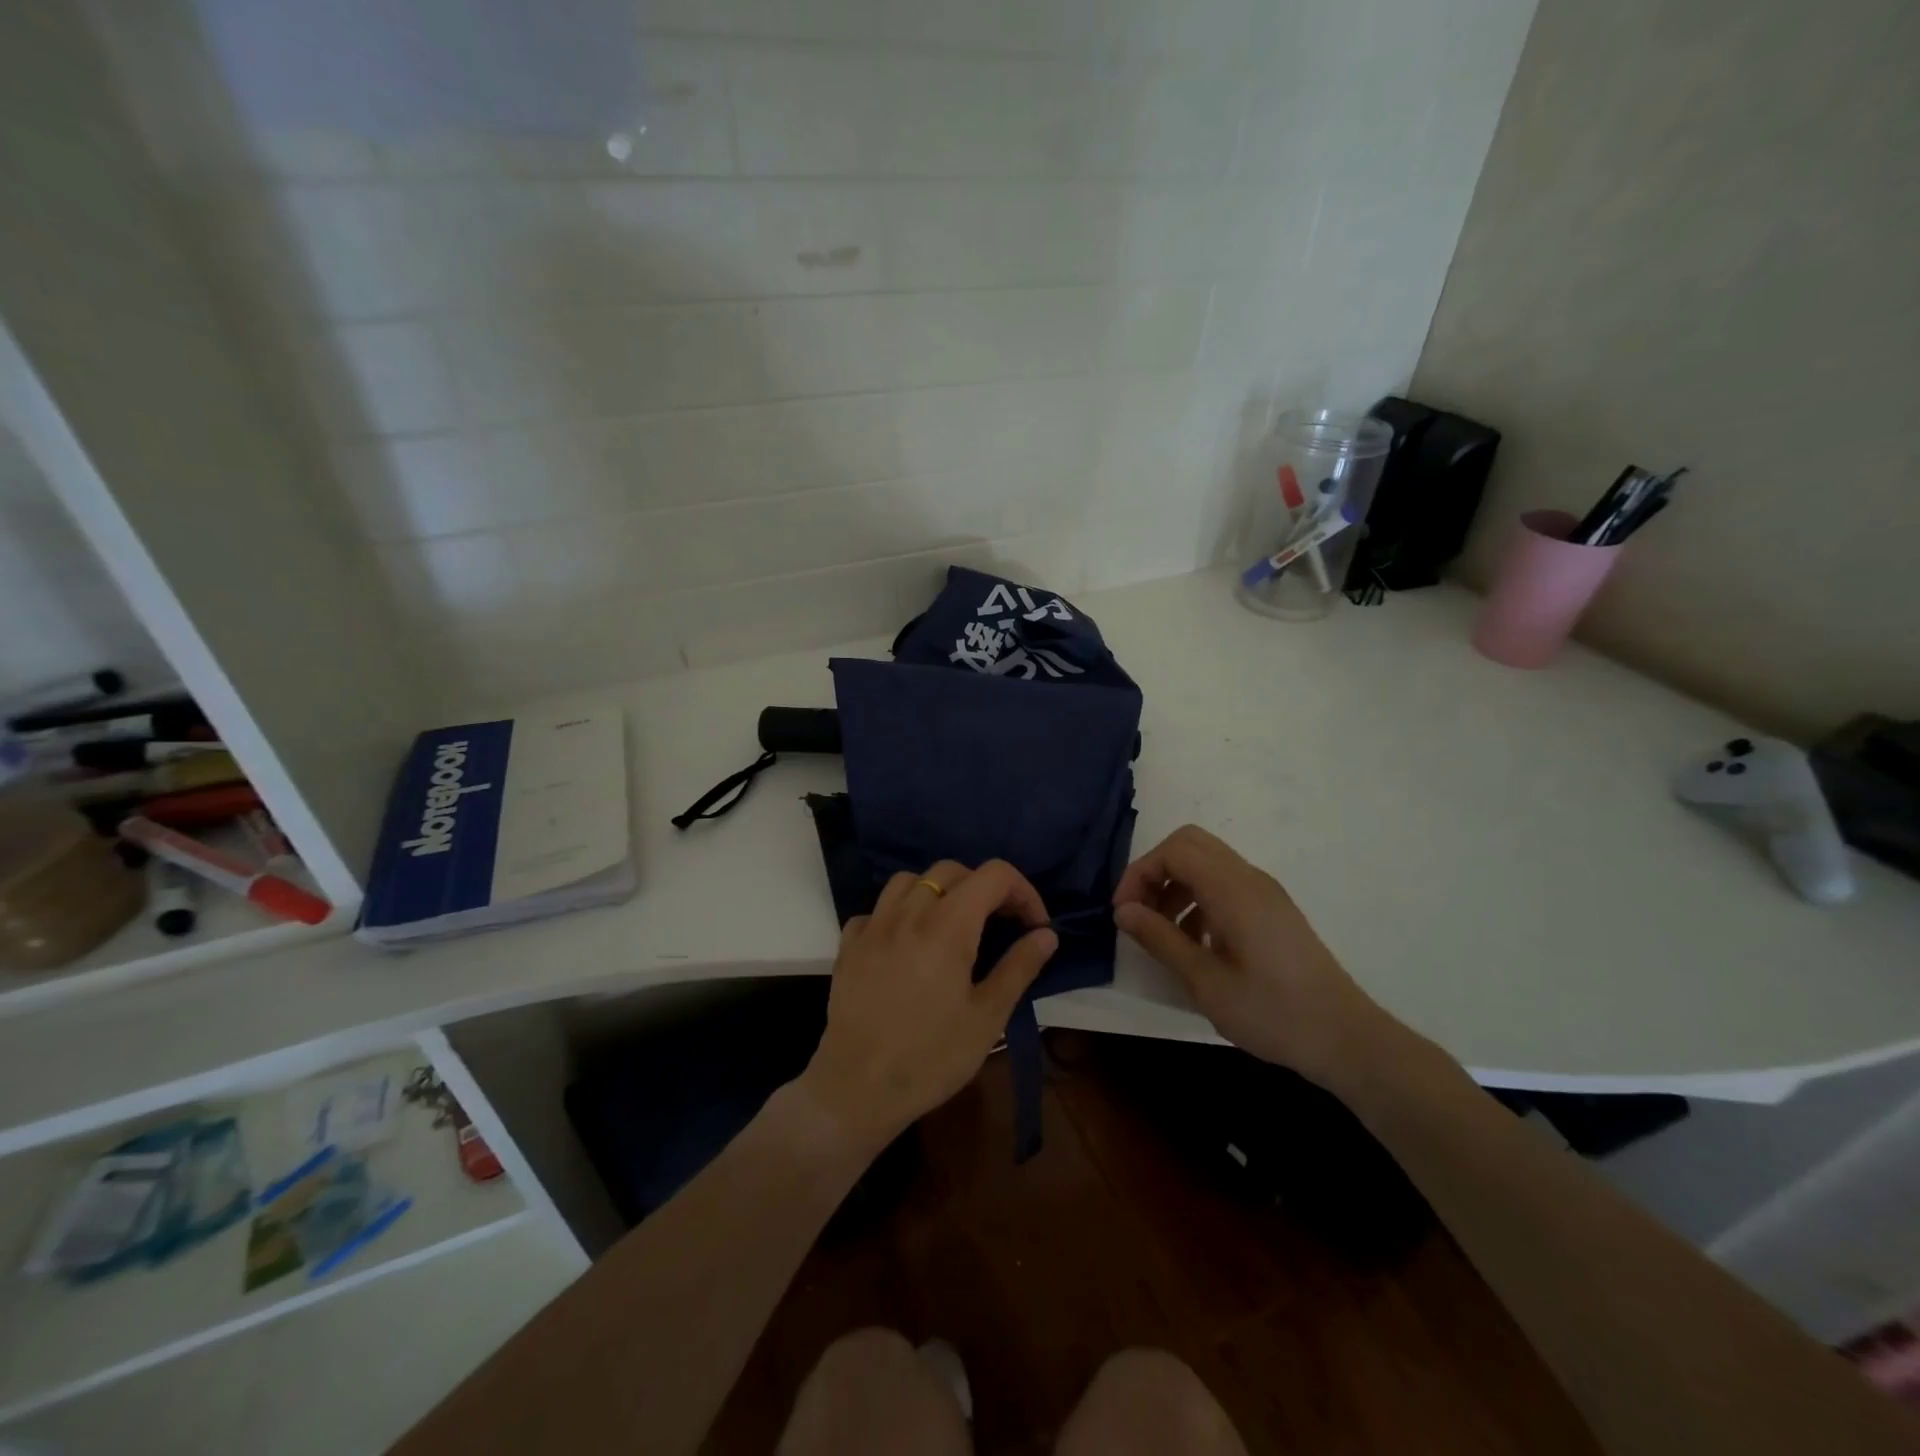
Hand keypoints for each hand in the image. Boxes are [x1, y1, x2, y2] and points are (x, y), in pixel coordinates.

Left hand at [801, 859, 1058, 1151]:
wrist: (858, 1089)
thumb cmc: (932, 1057)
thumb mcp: (987, 1017)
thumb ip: (1019, 967)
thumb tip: (1046, 935)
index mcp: (948, 925)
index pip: (994, 875)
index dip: (1023, 892)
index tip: (1034, 926)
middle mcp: (909, 912)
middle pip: (951, 870)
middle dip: (984, 888)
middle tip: (1000, 925)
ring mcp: (873, 926)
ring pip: (909, 880)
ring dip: (938, 892)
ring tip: (951, 925)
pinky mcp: (849, 946)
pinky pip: (876, 910)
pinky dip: (897, 915)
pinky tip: (906, 944)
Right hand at [1113, 825, 1390, 1087]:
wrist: (1345, 1038)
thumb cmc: (1271, 1012)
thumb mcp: (1204, 981)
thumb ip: (1160, 939)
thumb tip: (1123, 911)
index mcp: (1233, 889)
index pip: (1174, 850)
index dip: (1139, 873)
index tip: (1124, 913)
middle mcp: (1249, 878)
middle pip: (1190, 845)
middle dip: (1156, 871)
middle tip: (1140, 912)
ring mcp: (1265, 892)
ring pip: (1207, 863)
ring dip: (1176, 886)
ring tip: (1163, 933)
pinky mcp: (1273, 910)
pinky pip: (1225, 884)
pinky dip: (1199, 899)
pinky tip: (1196, 944)